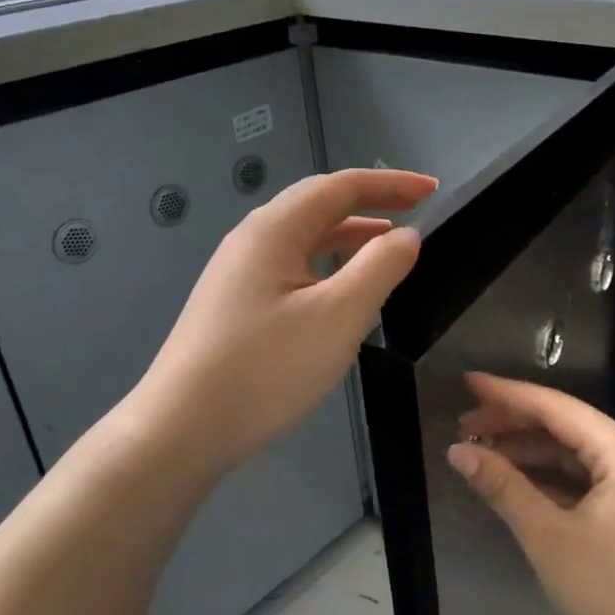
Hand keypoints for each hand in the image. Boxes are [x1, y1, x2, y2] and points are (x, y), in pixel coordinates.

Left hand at [133, 168, 436, 476]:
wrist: (181, 431)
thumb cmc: (266, 368)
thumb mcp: (338, 316)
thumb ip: (380, 267)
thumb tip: (407, 235)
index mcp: (274, 229)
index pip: (340, 186)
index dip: (391, 184)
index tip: (433, 189)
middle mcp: (251, 240)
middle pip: (318, 206)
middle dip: (371, 204)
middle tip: (417, 212)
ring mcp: (237, 274)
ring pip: (303, 240)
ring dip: (349, 236)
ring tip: (388, 249)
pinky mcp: (234, 306)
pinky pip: (291, 269)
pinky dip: (327, 266)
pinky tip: (342, 293)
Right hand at [448, 373, 614, 614]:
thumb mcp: (549, 538)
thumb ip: (503, 487)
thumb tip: (460, 452)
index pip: (555, 407)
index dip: (507, 394)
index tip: (468, 382)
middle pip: (565, 425)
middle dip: (514, 422)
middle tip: (465, 424)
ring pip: (575, 452)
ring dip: (530, 450)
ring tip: (482, 449)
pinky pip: (586, 477)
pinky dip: (551, 476)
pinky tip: (517, 479)